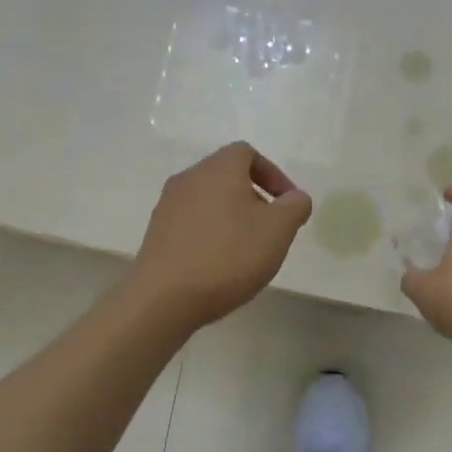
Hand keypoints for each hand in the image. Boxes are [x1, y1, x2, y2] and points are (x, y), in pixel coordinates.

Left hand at [130, 142, 313, 330]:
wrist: (164, 297)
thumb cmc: (228, 255)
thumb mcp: (278, 229)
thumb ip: (295, 206)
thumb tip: (295, 198)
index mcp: (218, 168)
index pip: (247, 153)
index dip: (272, 174)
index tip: (286, 204)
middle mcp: (189, 178)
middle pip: (227, 176)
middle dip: (254, 198)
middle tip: (270, 229)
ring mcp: (167, 206)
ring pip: (209, 201)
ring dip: (231, 218)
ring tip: (246, 250)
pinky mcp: (156, 233)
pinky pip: (192, 223)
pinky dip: (210, 234)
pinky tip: (219, 265)